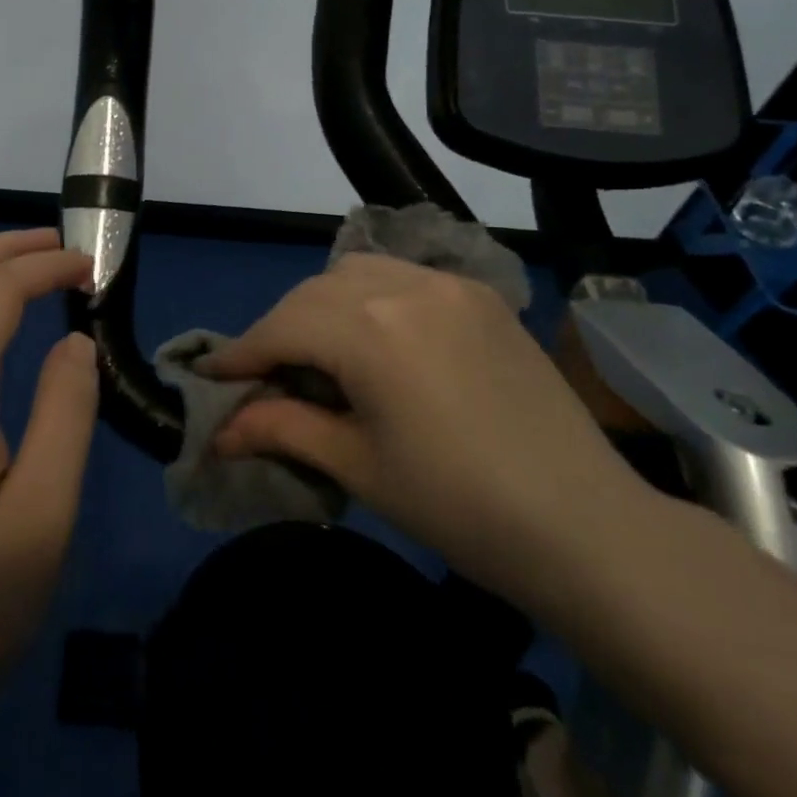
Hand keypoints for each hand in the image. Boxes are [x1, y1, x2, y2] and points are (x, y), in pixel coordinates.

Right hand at [200, 253, 649, 608]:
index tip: (211, 377)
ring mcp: (449, 284)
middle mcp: (405, 285)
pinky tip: (375, 339)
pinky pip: (404, 277)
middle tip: (265, 376)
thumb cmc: (458, 507)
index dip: (240, 353)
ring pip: (356, 271)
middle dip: (279, 329)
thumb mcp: (357, 466)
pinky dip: (370, 297)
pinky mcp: (480, 296)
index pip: (281, 326)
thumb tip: (218, 430)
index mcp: (370, 328)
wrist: (586, 525)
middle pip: (313, 292)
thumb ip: (281, 429)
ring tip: (319, 354)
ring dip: (322, 304)